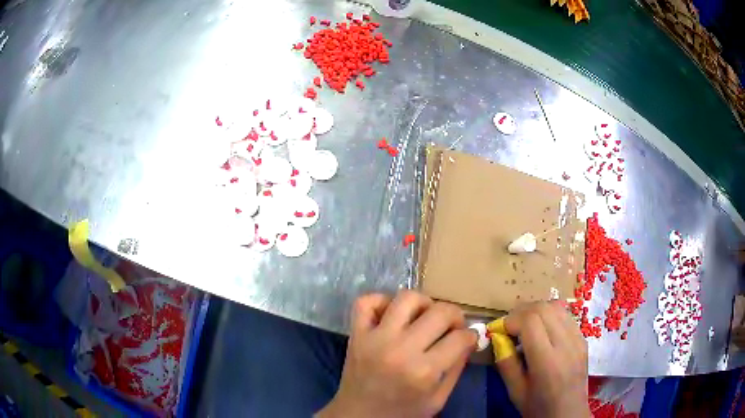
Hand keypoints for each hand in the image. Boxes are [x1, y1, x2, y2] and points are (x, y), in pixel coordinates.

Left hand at [317, 291, 476, 417]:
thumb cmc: (402, 413)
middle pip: (440, 311)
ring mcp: (375, 338)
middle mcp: (400, 349)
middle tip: (451, 326)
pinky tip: (392, 315)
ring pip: (406, 297)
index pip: (460, 337)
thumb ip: (456, 369)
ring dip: (423, 303)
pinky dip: (381, 301)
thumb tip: (470, 339)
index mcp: (424, 372)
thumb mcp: (437, 400)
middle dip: (454, 315)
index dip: (470, 336)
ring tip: (424, 317)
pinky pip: (366, 301)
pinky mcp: (356, 334)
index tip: (467, 339)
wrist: (359, 417)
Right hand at [495, 301, 589, 417]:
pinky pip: (566, 316)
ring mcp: (578, 339)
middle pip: (544, 308)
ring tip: (525, 325)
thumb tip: (497, 337)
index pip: (530, 321)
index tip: (499, 330)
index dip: (511, 319)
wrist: (568, 413)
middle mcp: (566, 344)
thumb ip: (506, 363)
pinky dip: (550, 315)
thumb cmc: (538, 407)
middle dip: (522, 311)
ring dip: (536, 310)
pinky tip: (543, 330)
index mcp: (547, 362)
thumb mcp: (515, 391)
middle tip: (509, 326)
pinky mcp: (583, 338)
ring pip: (556, 307)